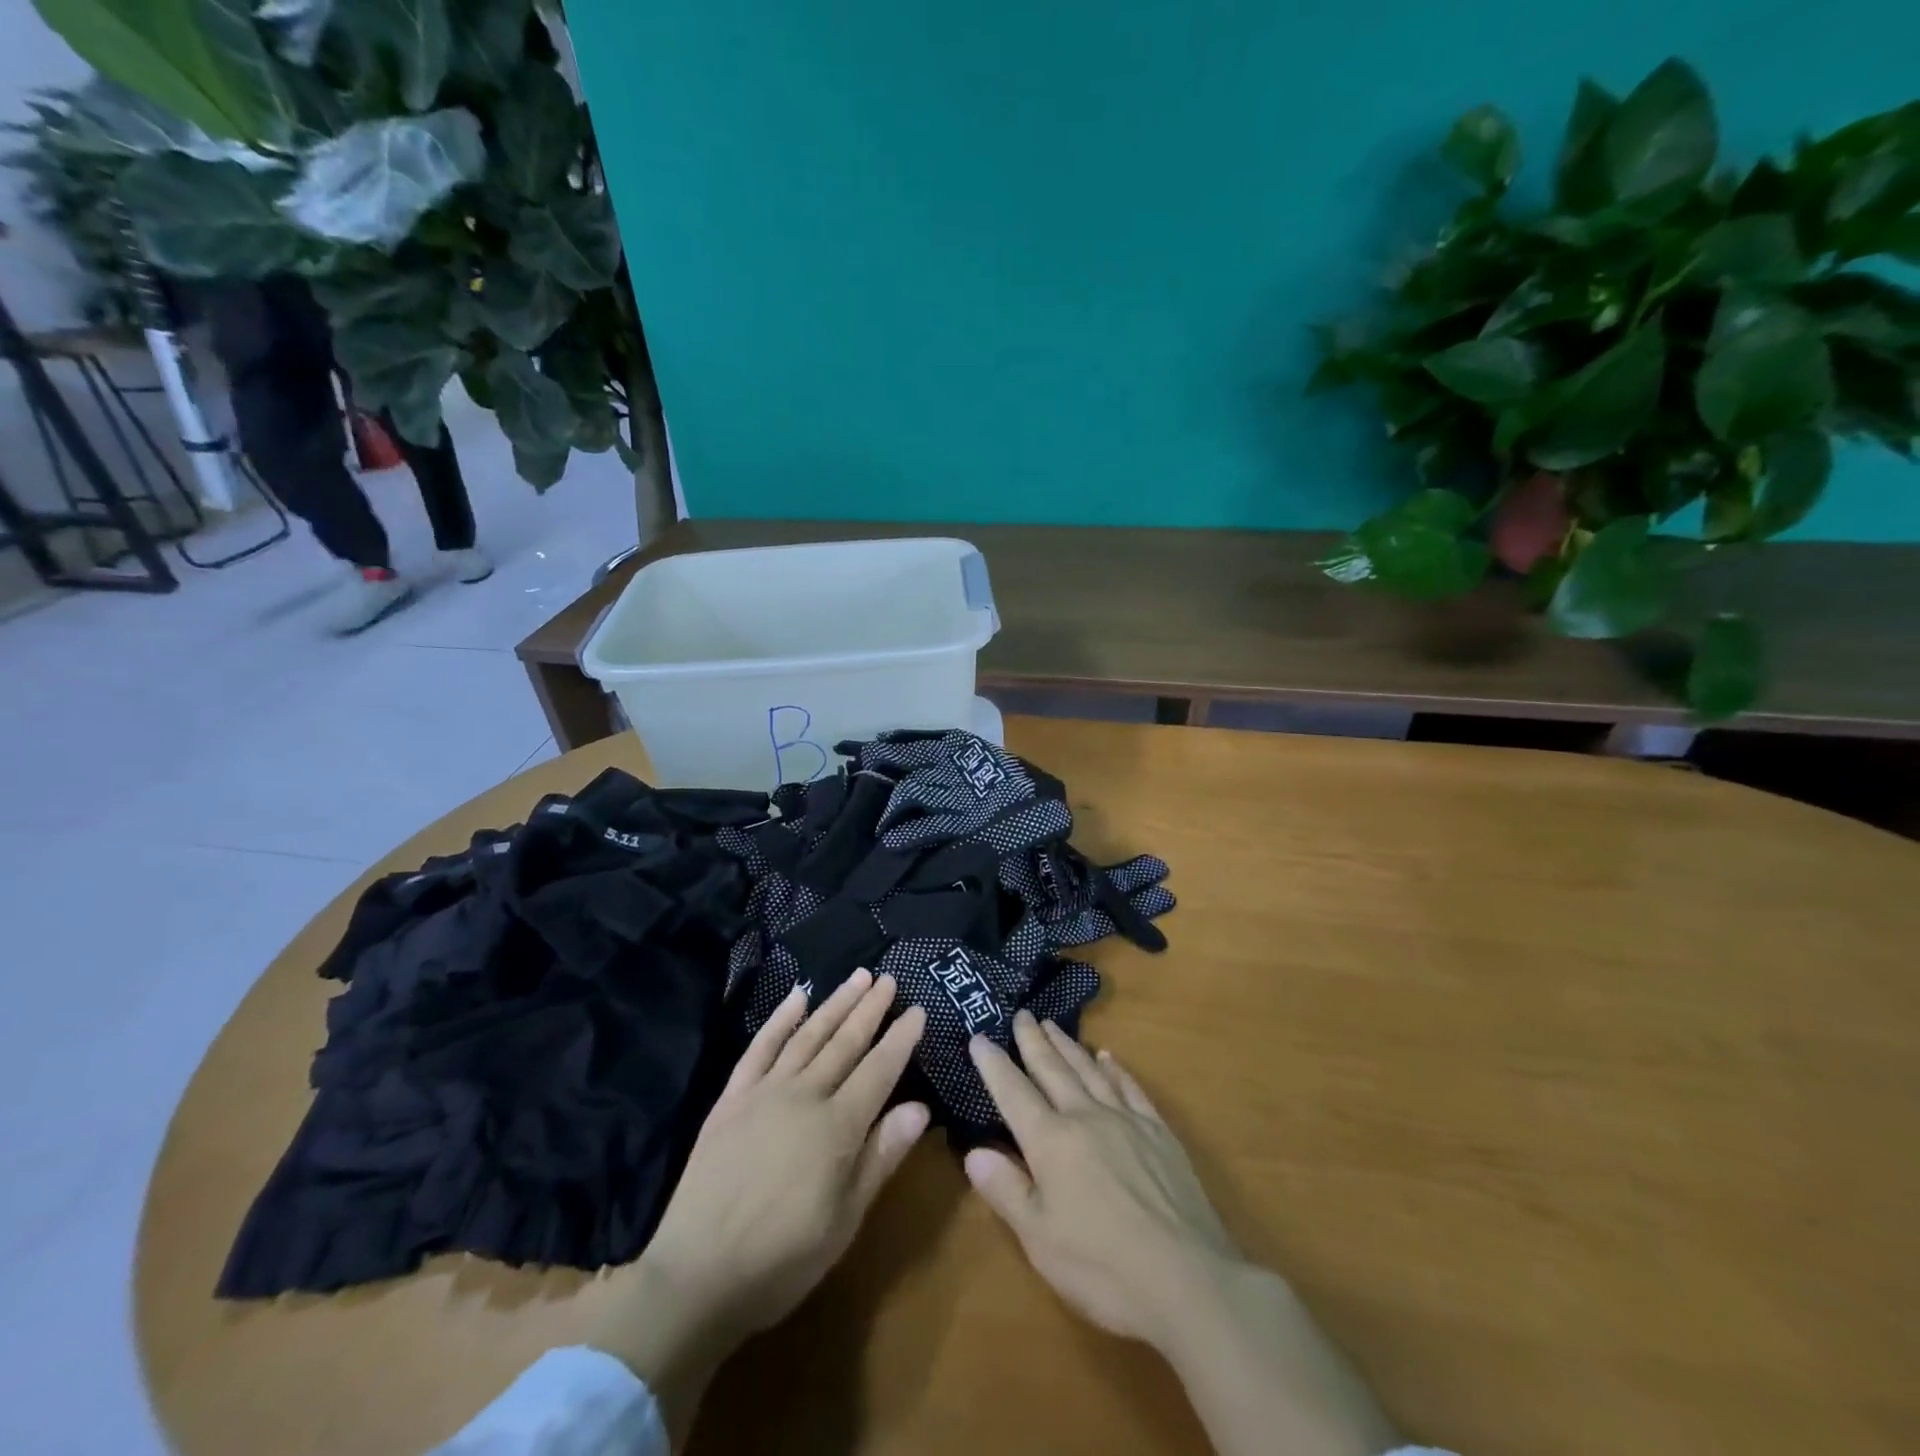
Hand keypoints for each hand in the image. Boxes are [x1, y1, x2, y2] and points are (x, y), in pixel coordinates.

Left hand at [588, 971, 927, 1434]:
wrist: (695, 1276)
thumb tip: (921, 1108)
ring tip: (857, 977)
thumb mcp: (845, 1221)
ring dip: (834, 1003)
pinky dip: (780, 1019)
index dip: (900, 1039)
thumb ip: (881, 1157)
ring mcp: (764, 1092)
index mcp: (837, 1127)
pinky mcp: (732, 1098)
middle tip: (888, 979)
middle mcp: (804, 1096)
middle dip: (870, 1009)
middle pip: (844, 1042)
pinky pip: (759, 1048)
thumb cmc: (781, 1258)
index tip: (918, 1009)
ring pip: (807, 1035)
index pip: (879, 1070)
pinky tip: (797, 996)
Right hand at [966, 1012, 1400, 1455]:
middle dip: (1033, 1041)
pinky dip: (1115, 1068)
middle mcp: (1085, 1117)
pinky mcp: (1159, 1133)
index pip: (1014, 1093)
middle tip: (1021, 1014)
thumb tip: (973, 1151)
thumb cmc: (1104, 1267)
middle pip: (1053, 1069)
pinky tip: (1107, 1057)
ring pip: (1089, 1070)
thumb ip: (1006, 1190)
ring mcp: (1126, 1120)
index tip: (979, 1036)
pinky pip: (1131, 1088)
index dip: (994, 1064)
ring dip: (1068, 1045)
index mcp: (1051, 1142)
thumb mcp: (1040, 1240)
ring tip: (1052, 1025)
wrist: (1189, 1280)